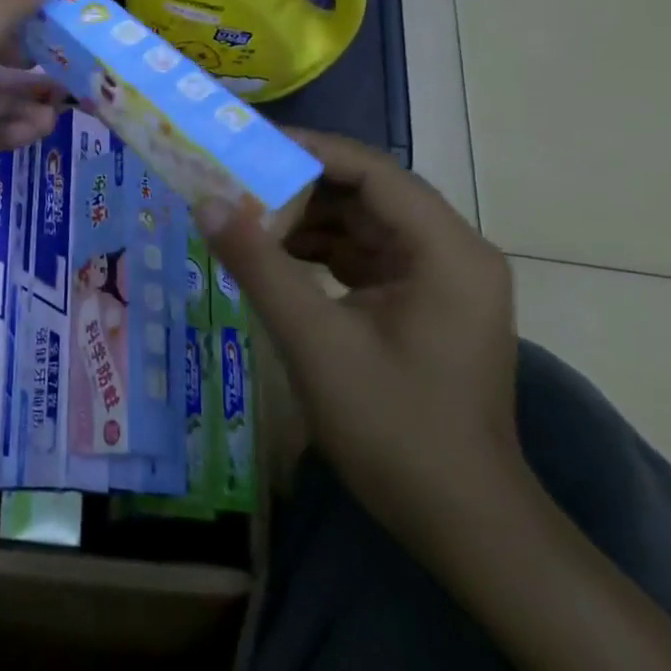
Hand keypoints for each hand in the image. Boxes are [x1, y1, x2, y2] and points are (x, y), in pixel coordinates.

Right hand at [201, 129, 522, 543]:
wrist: (465, 525)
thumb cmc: (395, 428)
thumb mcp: (315, 341)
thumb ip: (258, 264)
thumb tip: (205, 202)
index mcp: (445, 250)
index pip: (372, 170)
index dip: (308, 150)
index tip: (246, 145)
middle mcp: (452, 252)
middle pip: (367, 193)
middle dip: (299, 186)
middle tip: (235, 180)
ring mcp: (441, 280)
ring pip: (363, 223)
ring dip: (306, 219)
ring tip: (244, 216)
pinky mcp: (424, 304)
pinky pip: (366, 256)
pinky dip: (320, 252)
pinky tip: (274, 257)